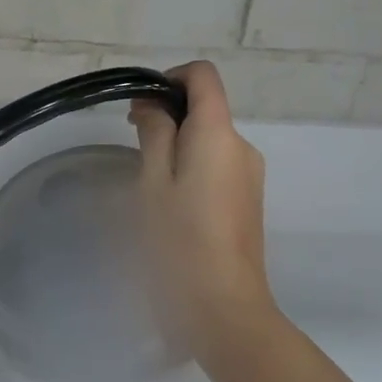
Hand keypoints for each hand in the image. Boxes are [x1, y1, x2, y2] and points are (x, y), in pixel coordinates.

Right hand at [130, 61, 275, 360]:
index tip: (139, 110)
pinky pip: (216, 167)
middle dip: (167, 120)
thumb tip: (154, 106)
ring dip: (176, 149)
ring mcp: (249, 176)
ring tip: (147, 187)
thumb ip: (154, 134)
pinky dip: (190, 170)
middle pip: (205, 109)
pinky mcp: (247, 201)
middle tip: (132, 154)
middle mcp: (242, 147)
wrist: (221, 305)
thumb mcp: (152, 182)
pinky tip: (169, 207)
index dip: (169, 79)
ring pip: (208, 142)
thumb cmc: (177, 240)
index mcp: (218, 134)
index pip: (202, 77)